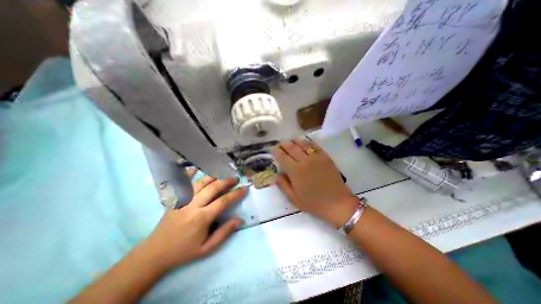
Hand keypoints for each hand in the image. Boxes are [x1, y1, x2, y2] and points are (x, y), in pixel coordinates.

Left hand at [143, 169, 245, 269]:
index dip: (236, 194)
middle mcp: (193, 205)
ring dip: (213, 176)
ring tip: (222, 174)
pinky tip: (194, 168)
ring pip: (200, 183)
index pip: (223, 201)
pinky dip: (188, 174)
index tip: (244, 188)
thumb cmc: (184, 251)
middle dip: (226, 181)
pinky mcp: (175, 199)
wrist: (155, 253)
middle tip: (235, 178)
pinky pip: (183, 183)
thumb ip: (224, 233)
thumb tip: (239, 220)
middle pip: (213, 188)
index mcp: (202, 218)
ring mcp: (183, 200)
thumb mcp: (207, 248)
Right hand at [275, 140, 358, 228]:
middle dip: (284, 145)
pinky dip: (307, 143)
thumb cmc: (314, 203)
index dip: (277, 152)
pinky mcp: (325, 157)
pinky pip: (314, 146)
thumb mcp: (294, 199)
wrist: (338, 203)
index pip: (283, 157)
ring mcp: (316, 157)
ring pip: (302, 144)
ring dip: (294, 141)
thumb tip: (277, 174)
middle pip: (291, 148)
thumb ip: (283, 185)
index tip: (274, 150)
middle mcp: (305, 161)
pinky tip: (304, 143)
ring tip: (290, 142)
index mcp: (295, 171)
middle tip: (280, 145)